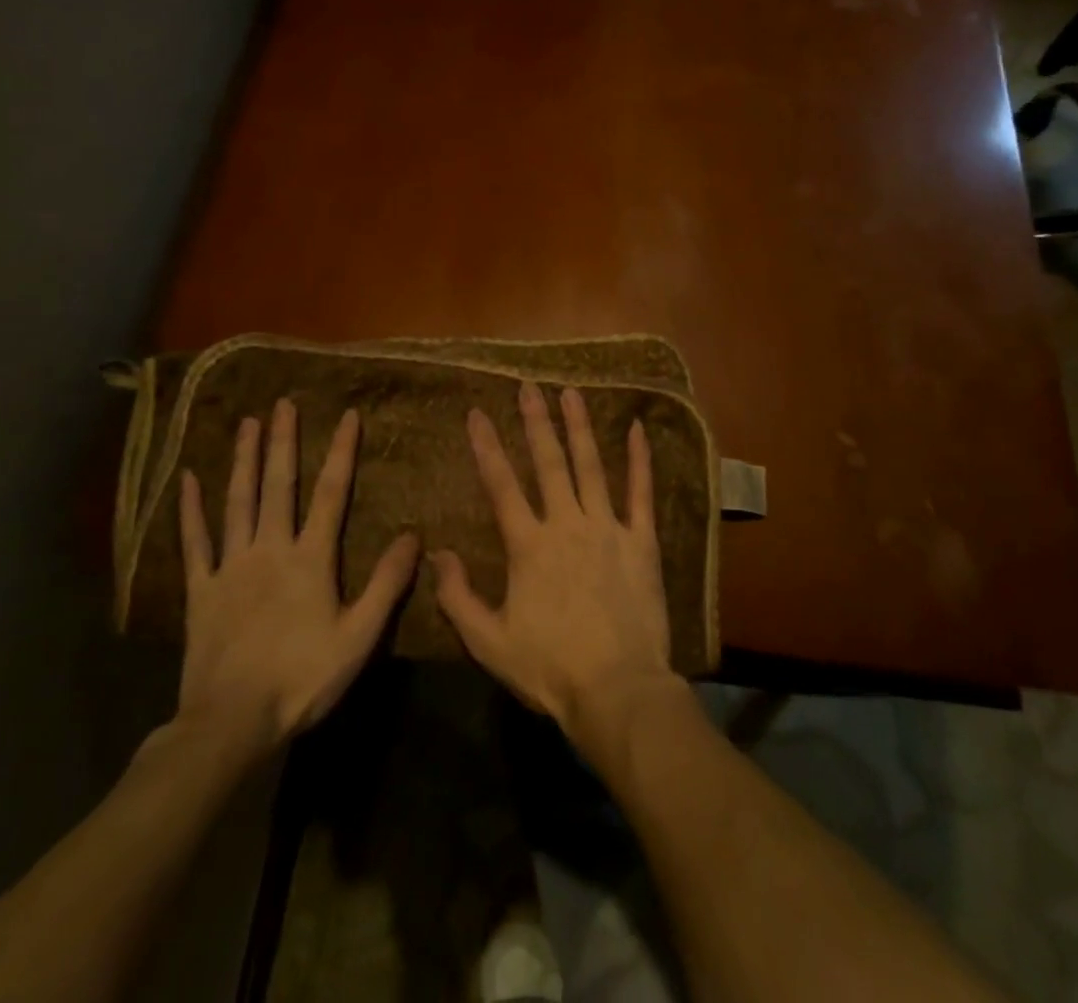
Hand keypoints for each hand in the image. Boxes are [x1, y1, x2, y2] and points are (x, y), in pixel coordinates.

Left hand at [171, 399, 418, 757]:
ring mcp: (231, 567)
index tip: (347, 415)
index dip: (341, 452)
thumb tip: (412, 536)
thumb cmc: (301, 679)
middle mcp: (270, 549)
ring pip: (238, 502)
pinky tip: (188, 480)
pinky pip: (194, 543)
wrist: (231, 723)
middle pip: (278, 486)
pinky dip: (190, 511)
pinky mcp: (200, 590)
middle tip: (282, 403)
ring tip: (246, 424)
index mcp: (310, 559)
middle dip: (283, 442)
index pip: (330, 493)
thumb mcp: (358, 636)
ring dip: (243, 461)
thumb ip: (386, 584)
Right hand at [432, 381, 678, 750]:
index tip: (477, 413)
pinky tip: (636, 428)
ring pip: (591, 466)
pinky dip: (640, 459)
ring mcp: (607, 528)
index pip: (501, 484)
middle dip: (536, 421)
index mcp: (528, 546)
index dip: (487, 446)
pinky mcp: (641, 541)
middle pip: (549, 462)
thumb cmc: (549, 668)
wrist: (617, 690)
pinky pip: (641, 492)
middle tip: (528, 386)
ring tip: (571, 392)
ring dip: (580, 426)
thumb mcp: (488, 642)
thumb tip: (436, 554)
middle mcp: (566, 524)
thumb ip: (458, 596)